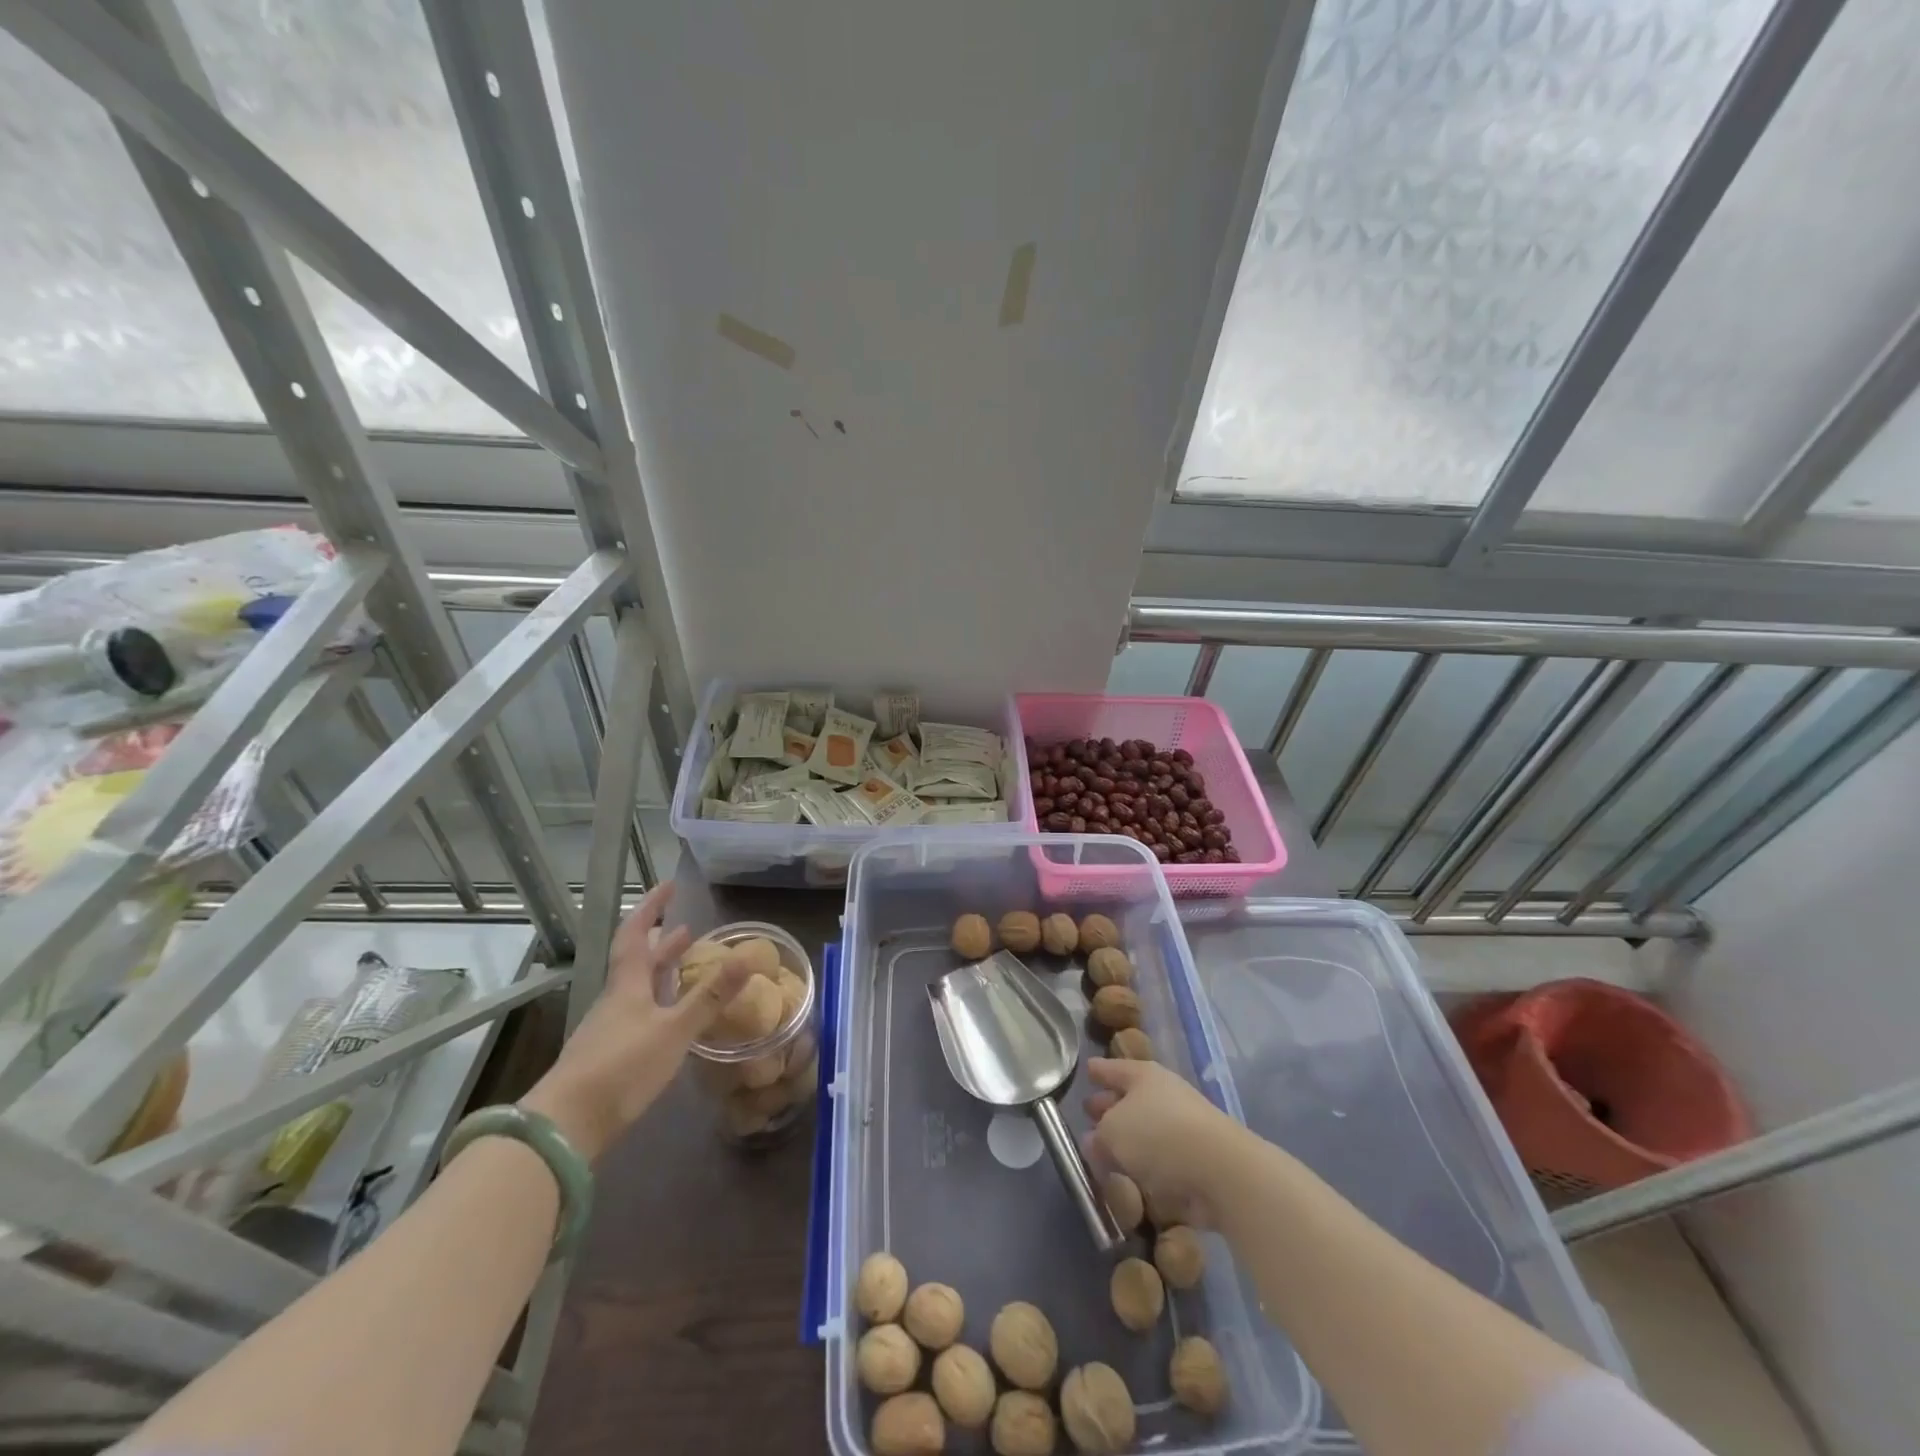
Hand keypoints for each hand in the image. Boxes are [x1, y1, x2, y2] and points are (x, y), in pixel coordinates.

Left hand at [522, 884, 749, 1160]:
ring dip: (659, 972)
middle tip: (686, 928)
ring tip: (683, 965)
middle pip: (636, 961)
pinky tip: (670, 1016)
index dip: (651, 908)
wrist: (566, 1127)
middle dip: (661, 942)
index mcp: (628, 985)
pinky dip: (657, 1002)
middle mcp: (615, 1000)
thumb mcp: (674, 1030)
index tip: (668, 886)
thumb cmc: (622, 1068)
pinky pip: (637, 1013)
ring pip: (637, 988)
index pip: (636, 934)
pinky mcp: (608, 1055)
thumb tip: (747, 956)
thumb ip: (710, 996)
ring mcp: (608, 1029)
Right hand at [1084, 1058, 1249, 1227]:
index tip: (1086, 1070)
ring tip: (1104, 1154)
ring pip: (1146, 1130)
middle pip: (1129, 1098)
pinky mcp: (1197, 1160)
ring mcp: (1184, 1127)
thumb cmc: (1157, 1136)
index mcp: (1142, 1076)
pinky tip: (1131, 1181)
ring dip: (1128, 1142)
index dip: (1097, 1070)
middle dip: (1109, 1107)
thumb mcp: (1111, 1133)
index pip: (1112, 1069)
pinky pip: (1162, 1160)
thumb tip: (1094, 1142)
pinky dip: (1147, 1168)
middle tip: (1089, 1114)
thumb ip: (1097, 1137)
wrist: (1221, 1170)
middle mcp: (1164, 1095)